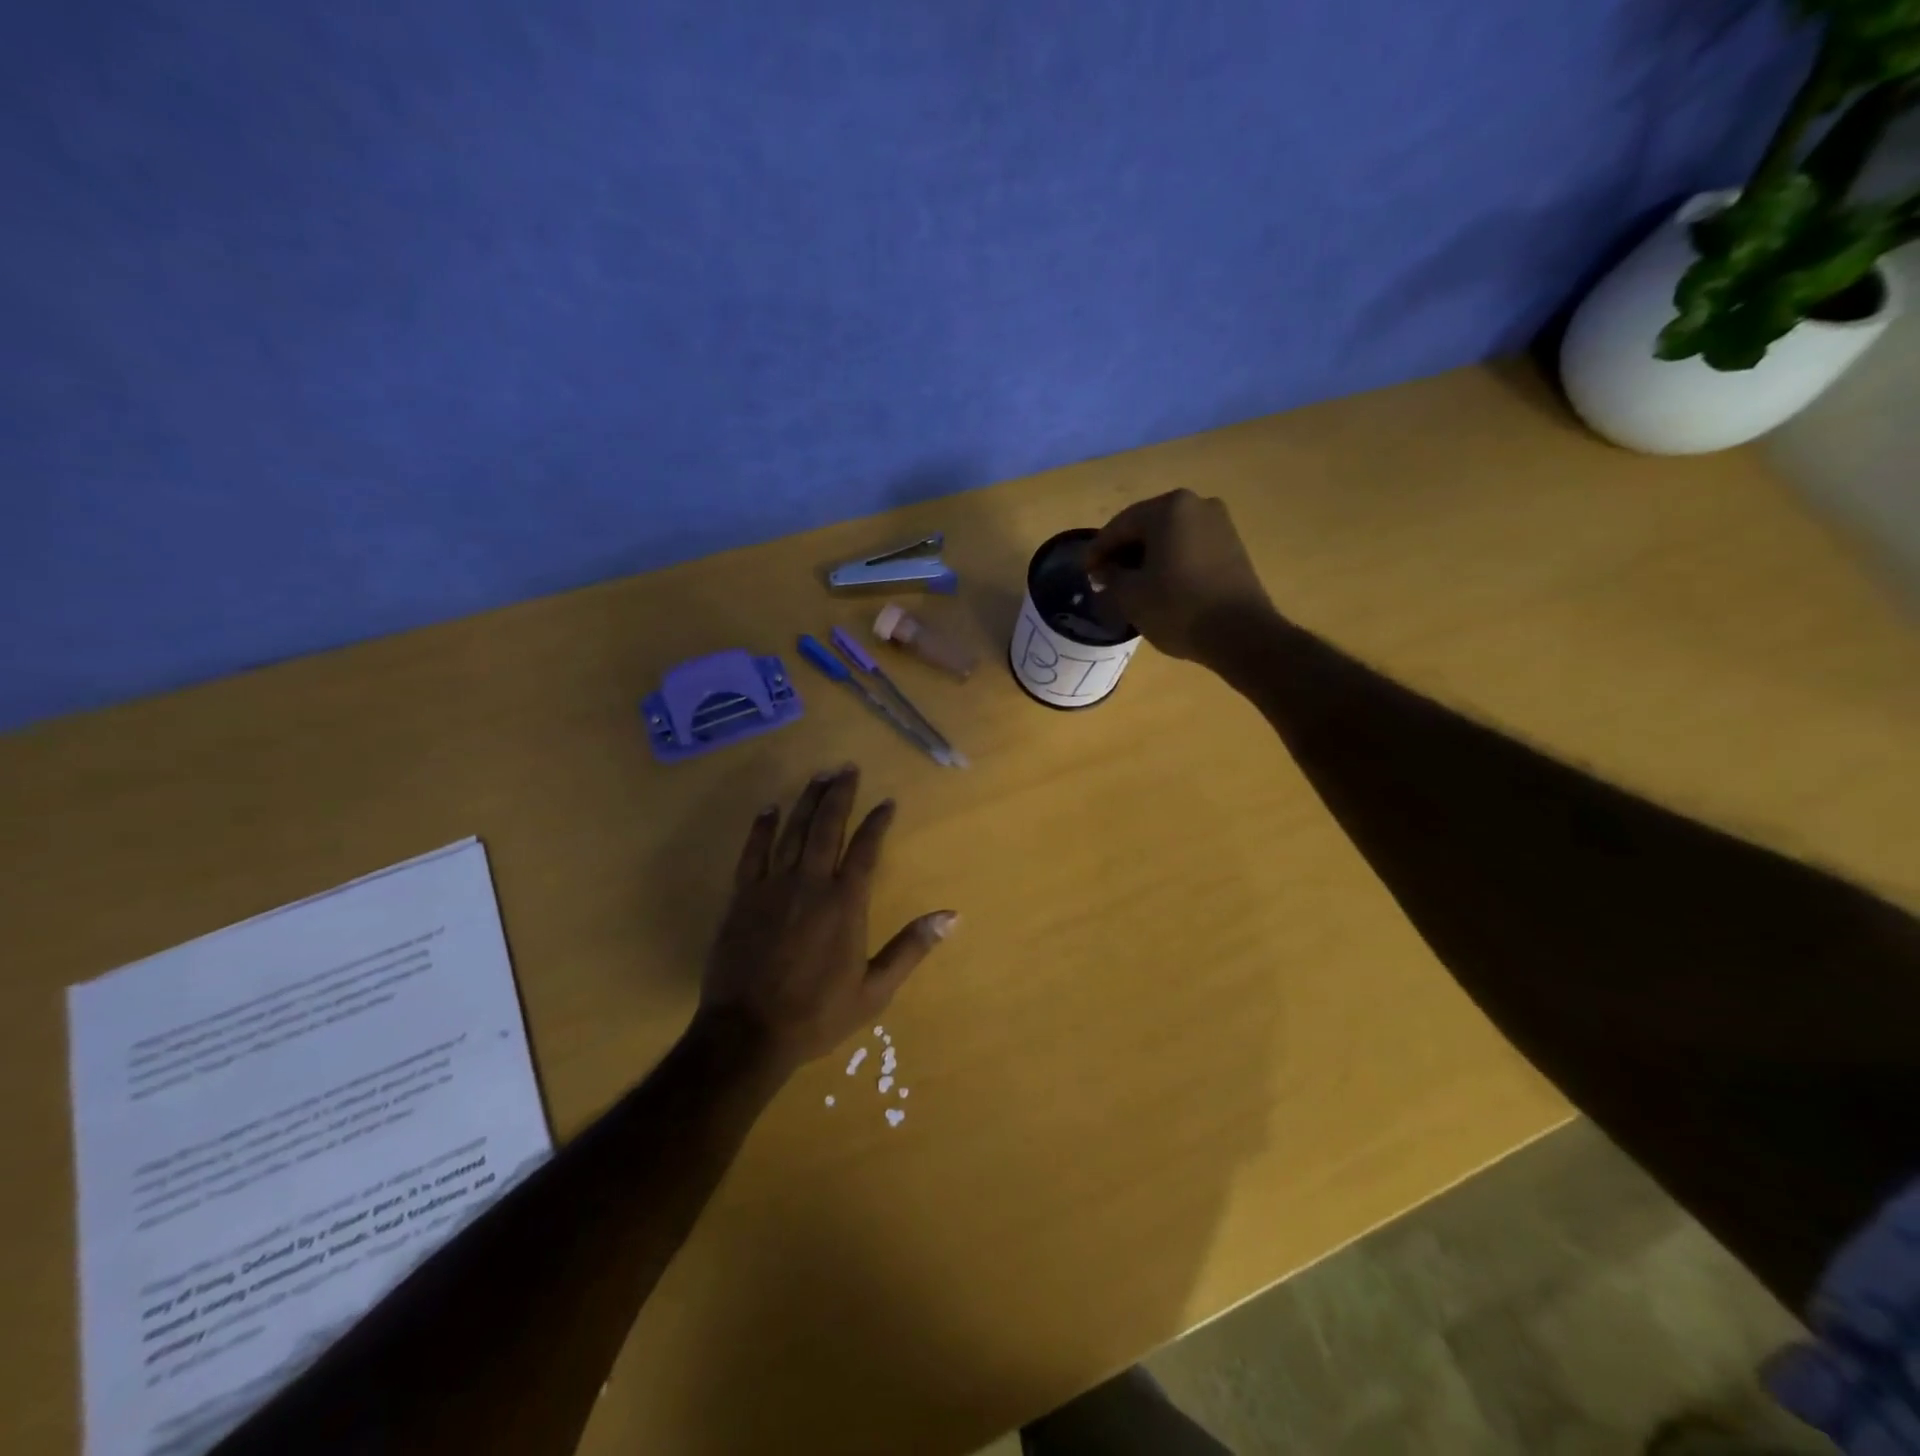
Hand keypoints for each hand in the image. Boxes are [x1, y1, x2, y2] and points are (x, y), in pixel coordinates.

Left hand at [698, 765, 956, 1074]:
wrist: (748, 1033)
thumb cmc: (816, 1014)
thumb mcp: (875, 991)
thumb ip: (911, 948)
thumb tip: (952, 916)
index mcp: (844, 904)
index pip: (866, 849)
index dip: (877, 822)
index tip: (887, 802)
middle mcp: (810, 884)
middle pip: (827, 827)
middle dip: (840, 794)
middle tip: (847, 768)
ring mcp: (772, 886)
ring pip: (792, 830)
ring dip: (807, 801)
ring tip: (819, 776)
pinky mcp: (742, 897)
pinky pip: (753, 851)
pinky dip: (762, 827)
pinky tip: (770, 808)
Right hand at [1087, 489, 1277, 661]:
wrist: (1241, 634)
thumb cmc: (1178, 608)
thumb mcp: (1130, 595)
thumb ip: (1110, 576)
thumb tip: (1104, 570)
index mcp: (1169, 508)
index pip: (1120, 525)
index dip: (1098, 551)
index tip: (1085, 573)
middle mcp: (1197, 505)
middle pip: (1146, 527)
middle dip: (1123, 552)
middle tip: (1105, 579)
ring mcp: (1219, 524)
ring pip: (1169, 537)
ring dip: (1146, 558)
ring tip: (1130, 586)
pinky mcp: (1232, 546)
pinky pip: (1189, 547)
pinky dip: (1169, 562)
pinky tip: (1159, 586)